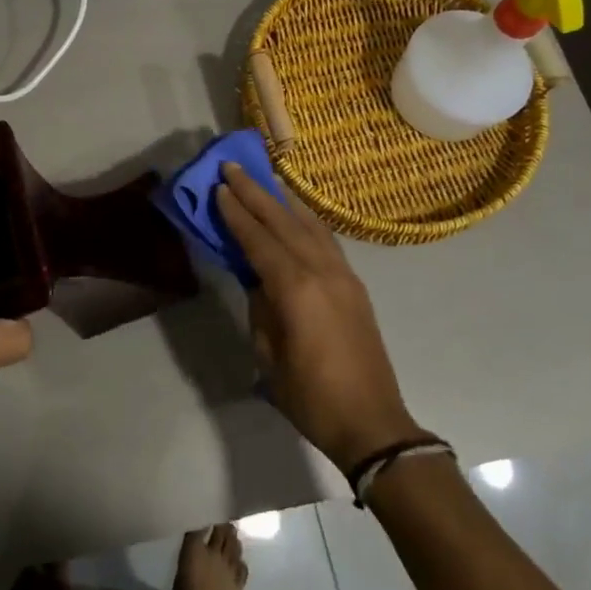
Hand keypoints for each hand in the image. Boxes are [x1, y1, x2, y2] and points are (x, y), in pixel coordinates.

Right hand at [215, 163, 425, 472]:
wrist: (372, 423)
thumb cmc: (310, 396)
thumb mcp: (268, 355)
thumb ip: (260, 308)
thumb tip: (257, 279)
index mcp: (295, 289)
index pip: (258, 240)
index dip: (236, 214)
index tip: (218, 187)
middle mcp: (321, 271)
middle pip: (283, 222)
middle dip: (256, 193)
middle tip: (233, 167)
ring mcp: (343, 275)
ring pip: (309, 225)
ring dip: (283, 200)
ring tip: (264, 177)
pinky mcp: (355, 285)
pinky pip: (326, 240)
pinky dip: (307, 219)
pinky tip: (296, 212)